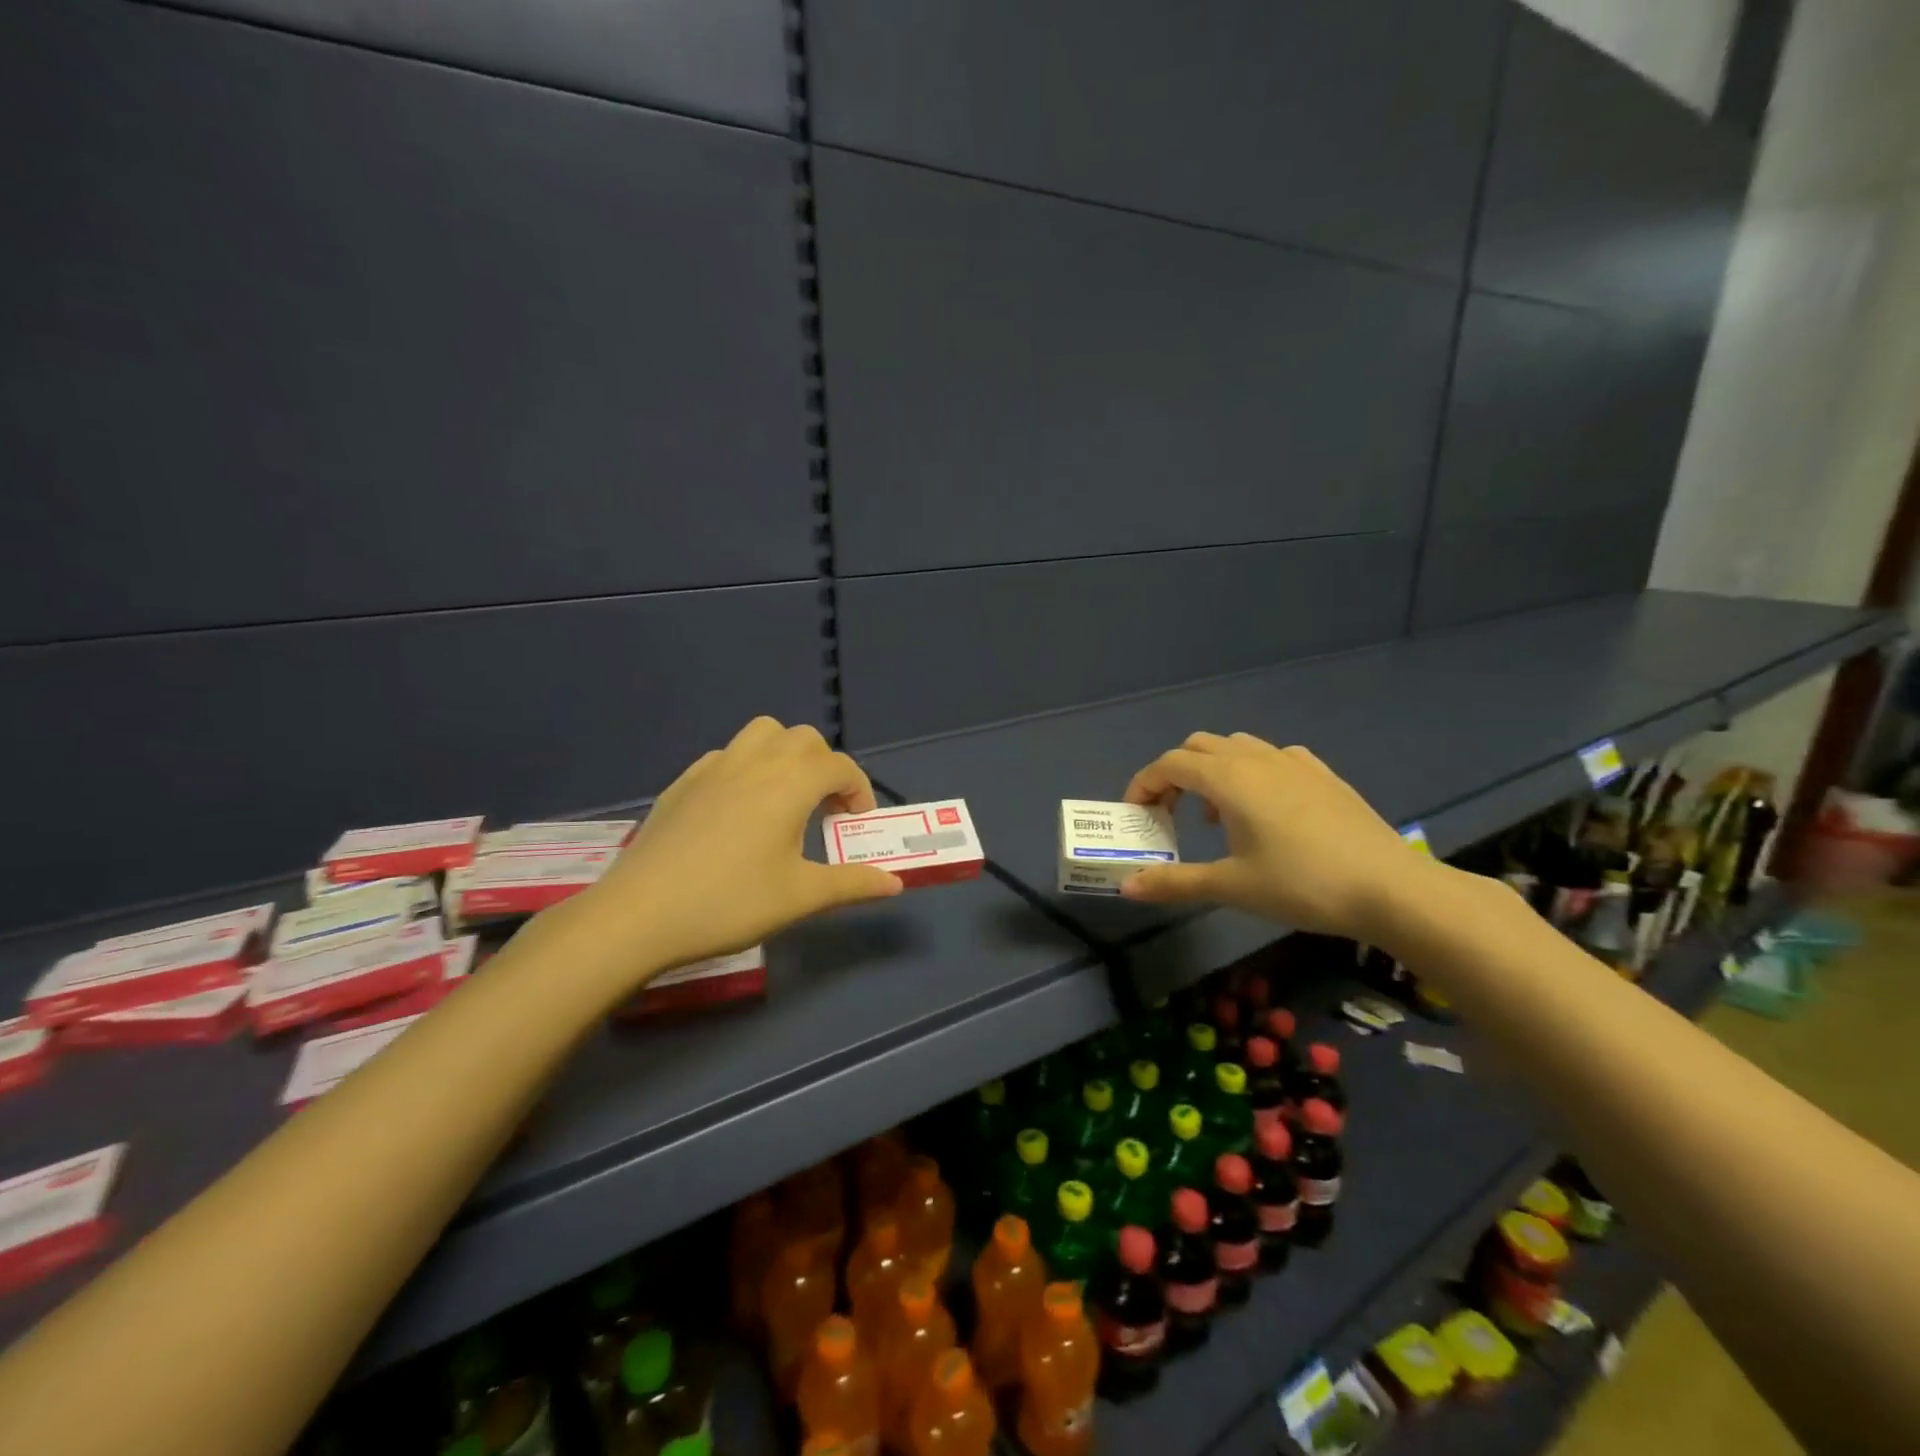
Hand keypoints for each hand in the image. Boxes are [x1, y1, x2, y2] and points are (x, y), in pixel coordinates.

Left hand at [568, 717, 902, 981]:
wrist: (639, 914)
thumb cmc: (730, 903)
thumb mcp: (800, 896)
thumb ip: (852, 883)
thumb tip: (896, 883)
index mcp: (790, 783)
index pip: (839, 766)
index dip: (858, 789)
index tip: (857, 823)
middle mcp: (756, 762)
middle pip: (804, 739)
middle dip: (825, 766)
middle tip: (825, 809)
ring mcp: (714, 767)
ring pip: (762, 734)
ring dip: (785, 754)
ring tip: (785, 798)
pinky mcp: (683, 782)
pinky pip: (727, 755)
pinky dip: (747, 768)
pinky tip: (738, 811)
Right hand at [1118, 732, 1432, 938]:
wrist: (1391, 888)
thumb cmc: (1301, 884)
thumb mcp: (1231, 886)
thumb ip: (1175, 882)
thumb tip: (1127, 887)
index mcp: (1228, 778)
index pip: (1169, 764)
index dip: (1144, 785)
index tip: (1137, 815)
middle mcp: (1256, 758)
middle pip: (1197, 747)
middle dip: (1174, 774)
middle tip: (1170, 814)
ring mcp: (1293, 762)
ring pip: (1235, 746)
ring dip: (1212, 771)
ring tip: (1216, 814)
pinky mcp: (1322, 774)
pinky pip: (1272, 757)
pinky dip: (1251, 772)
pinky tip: (1264, 808)